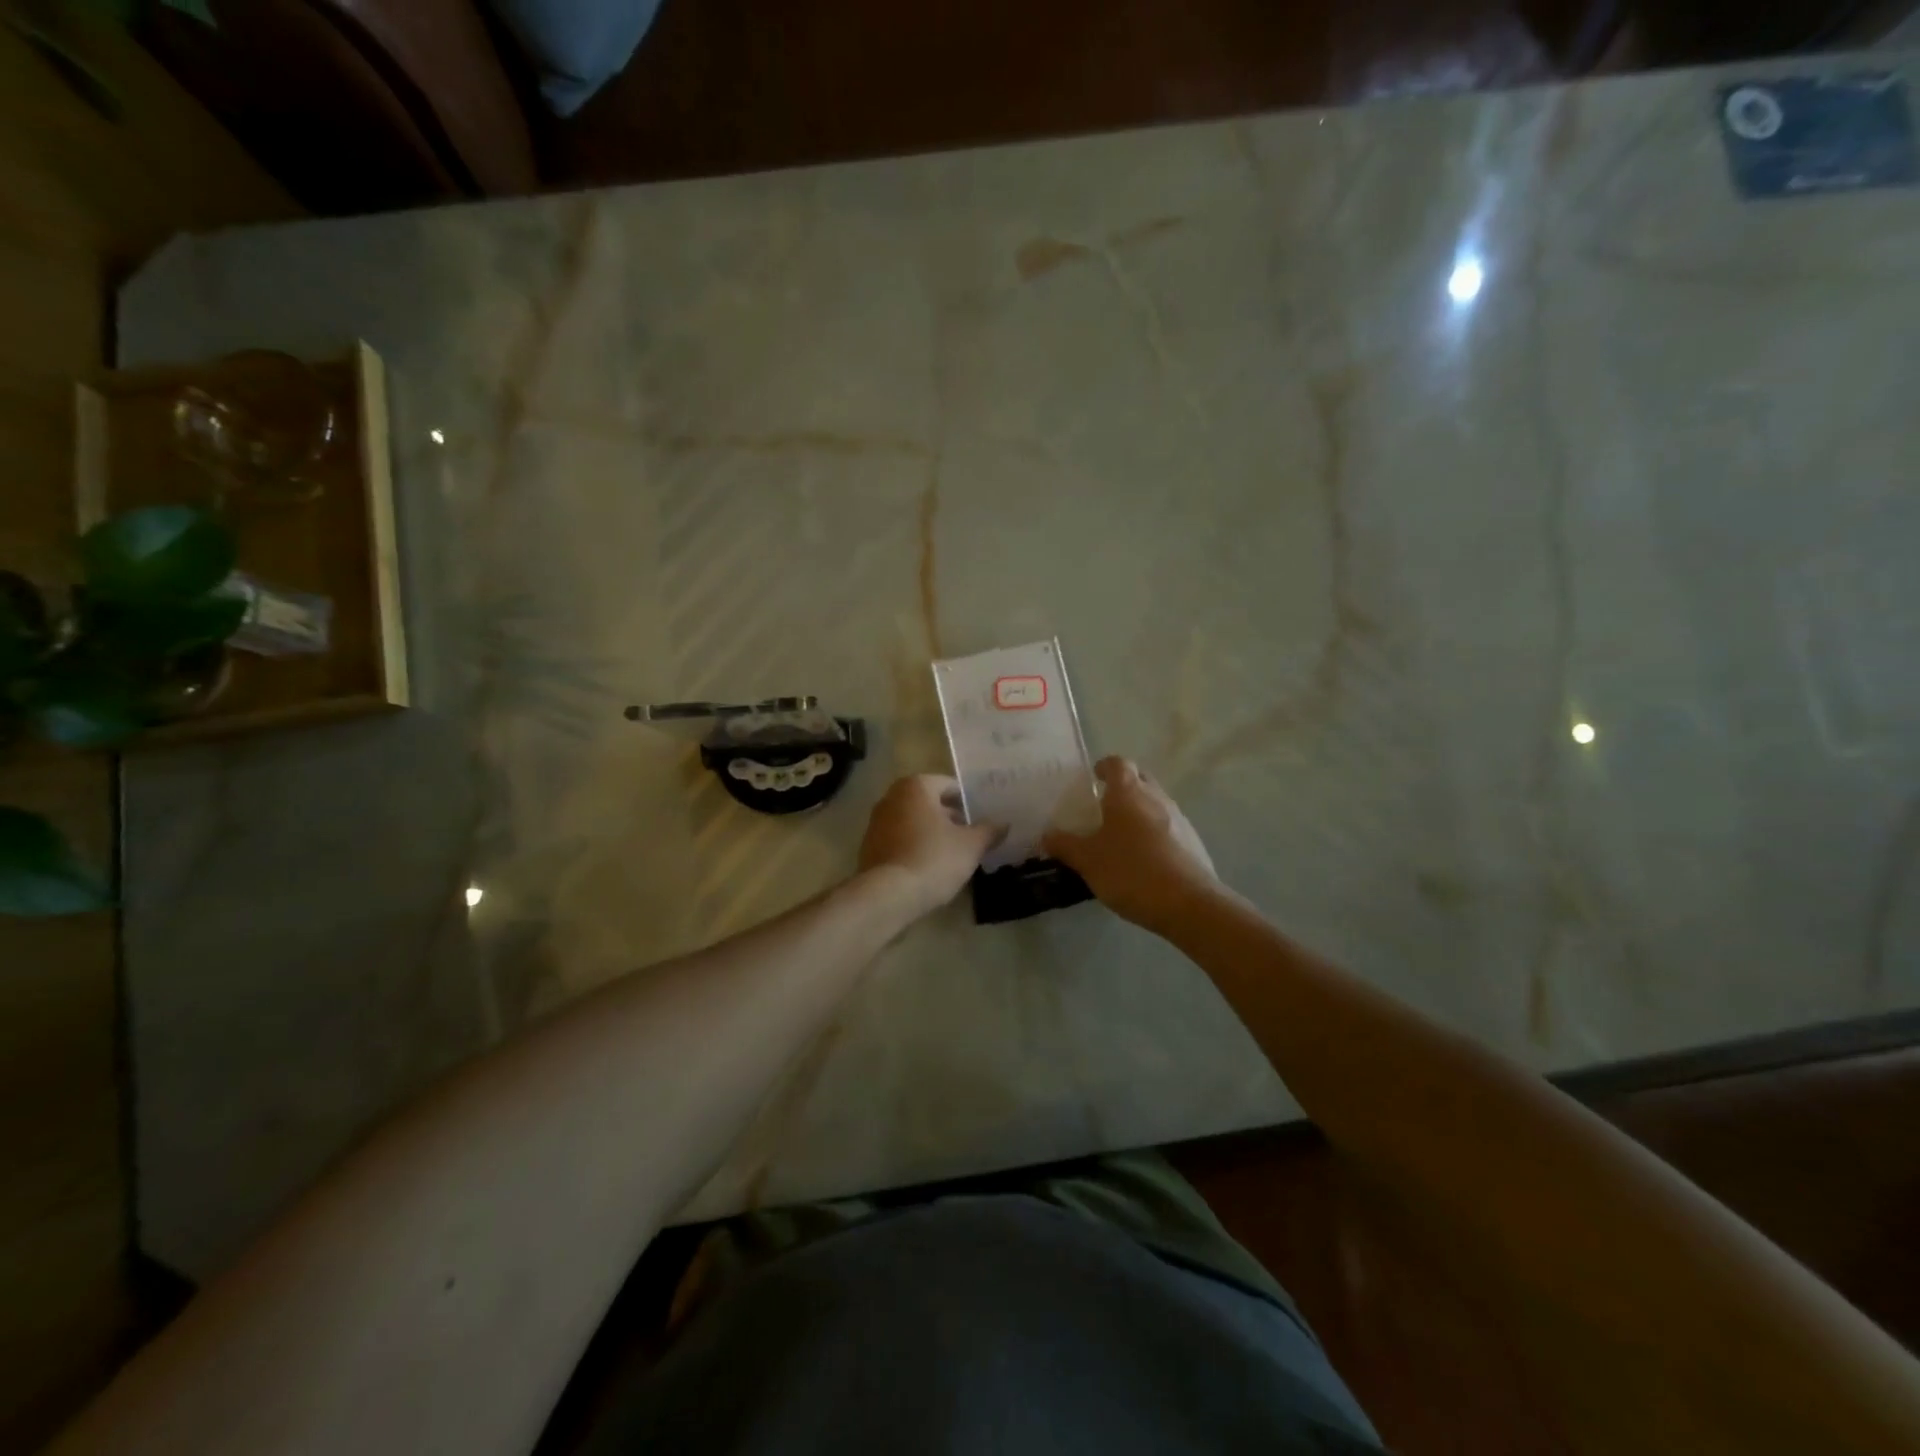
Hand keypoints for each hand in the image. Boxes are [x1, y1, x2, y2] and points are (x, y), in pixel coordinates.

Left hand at [858, 774, 1001, 916]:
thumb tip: (1003, 824)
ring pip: (914, 822)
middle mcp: (892, 796)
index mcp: (916, 786)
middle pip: (930, 803)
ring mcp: (877, 822)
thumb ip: (989, 831)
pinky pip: (900, 840)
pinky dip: (915, 847)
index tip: (984, 818)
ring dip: (932, 833)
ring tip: (954, 854)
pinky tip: (930, 867)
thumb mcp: (971, 845)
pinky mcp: (869, 847)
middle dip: (951, 817)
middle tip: (973, 836)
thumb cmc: (933, 859)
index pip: (950, 785)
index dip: (970, 801)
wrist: (888, 895)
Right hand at [1043, 756, 1221, 935]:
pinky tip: (1144, 860)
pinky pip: (1169, 827)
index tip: (1093, 778)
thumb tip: (1047, 834)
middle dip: (1122, 787)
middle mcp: (1156, 797)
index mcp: (1128, 793)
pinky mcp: (1193, 842)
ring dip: (1139, 812)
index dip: (1104, 767)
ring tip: (1121, 837)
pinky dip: (1154, 834)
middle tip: (1103, 807)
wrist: (1189, 904)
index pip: (1117, 763)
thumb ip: (1065, 845)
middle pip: (1139, 779)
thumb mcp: (1088, 861)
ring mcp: (1179, 819)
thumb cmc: (1131, 872)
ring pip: (1156, 803)